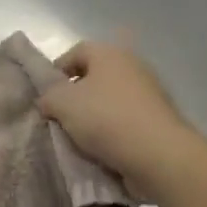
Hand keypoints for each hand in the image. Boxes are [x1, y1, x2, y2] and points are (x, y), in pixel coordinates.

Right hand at [39, 40, 201, 199]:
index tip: (47, 95)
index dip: (57, 70)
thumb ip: (48, 96)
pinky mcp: (159, 118)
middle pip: (95, 76)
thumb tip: (48, 100)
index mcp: (109, 53)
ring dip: (95, 116)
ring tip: (80, 137)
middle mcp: (132, 65)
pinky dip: (114, 131)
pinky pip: (127, 120)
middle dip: (76, 95)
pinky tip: (103, 148)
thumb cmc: (106, 118)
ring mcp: (150, 92)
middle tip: (61, 117)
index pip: (76, 51)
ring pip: (111, 100)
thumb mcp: (63, 103)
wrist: (159, 155)